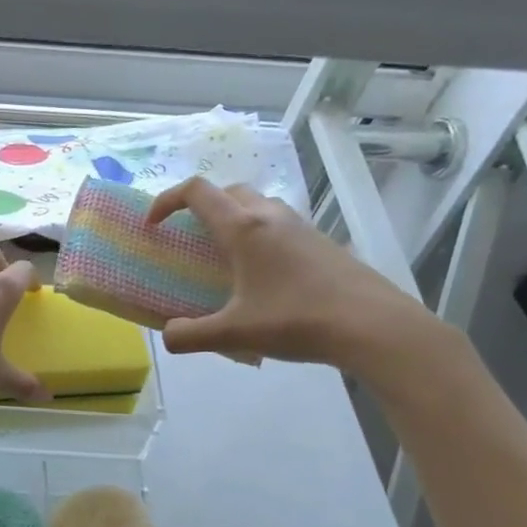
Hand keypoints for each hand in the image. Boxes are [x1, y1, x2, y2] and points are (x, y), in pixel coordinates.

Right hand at [145, 177, 437, 374]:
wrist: (372, 325)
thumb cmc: (296, 321)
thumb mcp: (234, 334)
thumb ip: (191, 335)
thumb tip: (168, 336)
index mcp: (243, 228)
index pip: (196, 192)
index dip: (167, 200)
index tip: (154, 224)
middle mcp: (270, 217)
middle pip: (228, 191)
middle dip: (201, 206)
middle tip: (190, 236)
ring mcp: (300, 227)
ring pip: (257, 205)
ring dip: (233, 218)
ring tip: (225, 255)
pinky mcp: (321, 242)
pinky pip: (279, 224)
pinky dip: (259, 235)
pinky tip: (263, 275)